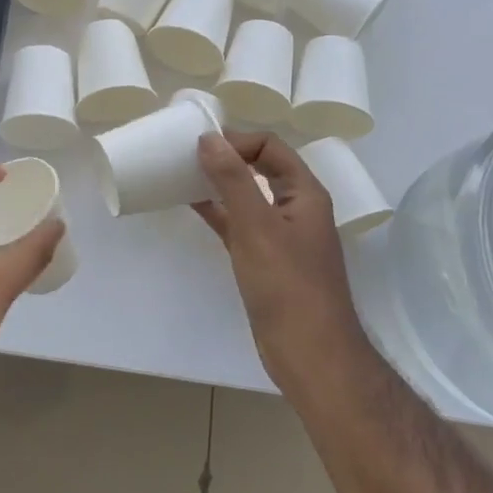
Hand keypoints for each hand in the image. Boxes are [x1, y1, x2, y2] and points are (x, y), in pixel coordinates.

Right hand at [193, 131, 361, 376]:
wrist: (310, 354)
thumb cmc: (287, 285)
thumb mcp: (256, 226)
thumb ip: (233, 180)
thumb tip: (208, 138)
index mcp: (304, 193)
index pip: (270, 147)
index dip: (237, 140)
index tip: (200, 145)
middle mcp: (295, 208)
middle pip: (260, 168)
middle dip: (226, 158)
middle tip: (187, 155)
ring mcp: (280, 235)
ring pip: (247, 196)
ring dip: (219, 183)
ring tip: (183, 174)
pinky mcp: (265, 260)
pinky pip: (238, 224)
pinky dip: (217, 211)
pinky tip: (192, 205)